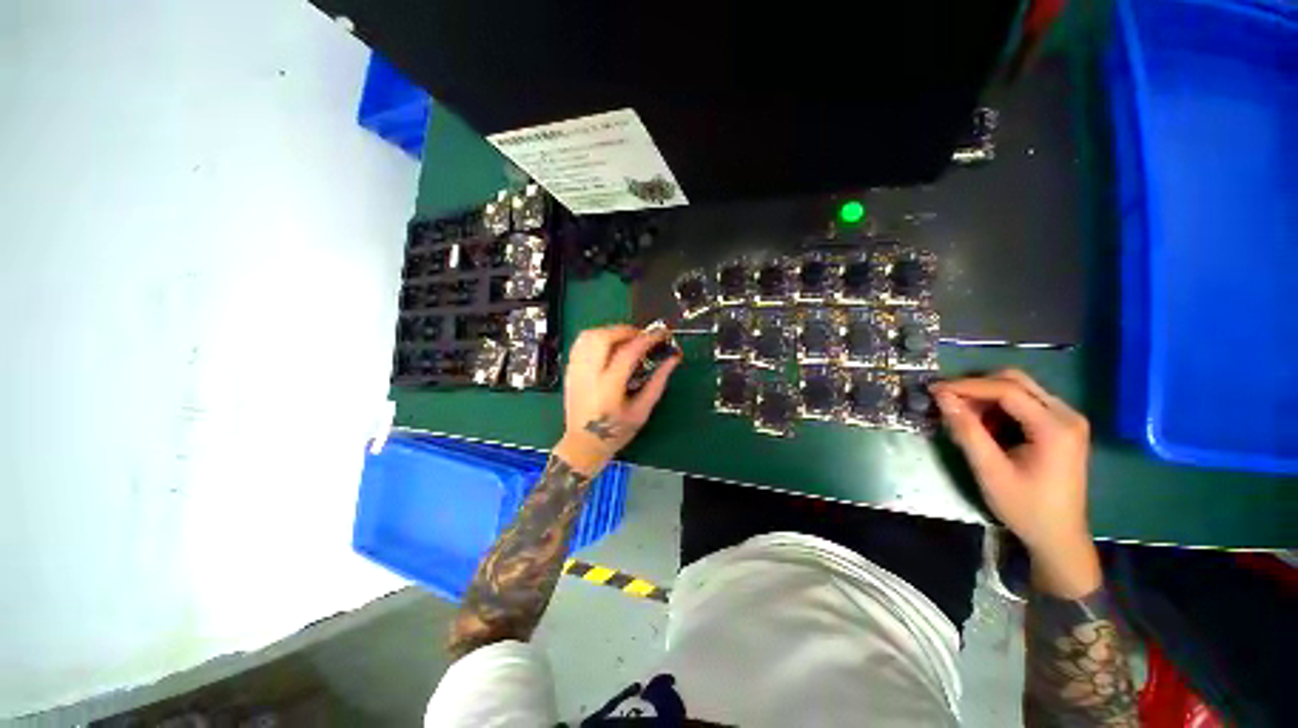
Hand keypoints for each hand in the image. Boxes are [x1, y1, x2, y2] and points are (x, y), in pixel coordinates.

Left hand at [552, 325, 680, 476]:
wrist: (582, 445)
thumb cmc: (615, 432)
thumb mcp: (642, 411)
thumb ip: (658, 382)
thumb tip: (673, 359)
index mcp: (609, 388)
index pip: (628, 352)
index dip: (647, 339)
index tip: (661, 334)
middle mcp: (588, 375)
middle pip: (603, 337)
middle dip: (626, 330)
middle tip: (642, 337)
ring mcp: (575, 371)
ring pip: (589, 335)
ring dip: (610, 331)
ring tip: (626, 339)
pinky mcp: (569, 370)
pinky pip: (581, 342)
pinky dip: (597, 336)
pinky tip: (609, 345)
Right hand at [931, 370, 1100, 597]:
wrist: (1058, 537)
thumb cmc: (1025, 508)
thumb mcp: (990, 471)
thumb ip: (967, 431)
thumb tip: (942, 398)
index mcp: (1055, 427)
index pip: (1007, 390)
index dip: (967, 386)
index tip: (934, 391)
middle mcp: (1066, 415)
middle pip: (1016, 381)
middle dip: (976, 387)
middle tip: (947, 400)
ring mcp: (1066, 420)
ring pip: (1019, 389)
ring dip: (986, 396)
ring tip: (961, 415)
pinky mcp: (1060, 427)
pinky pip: (1024, 402)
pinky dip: (998, 406)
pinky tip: (983, 424)